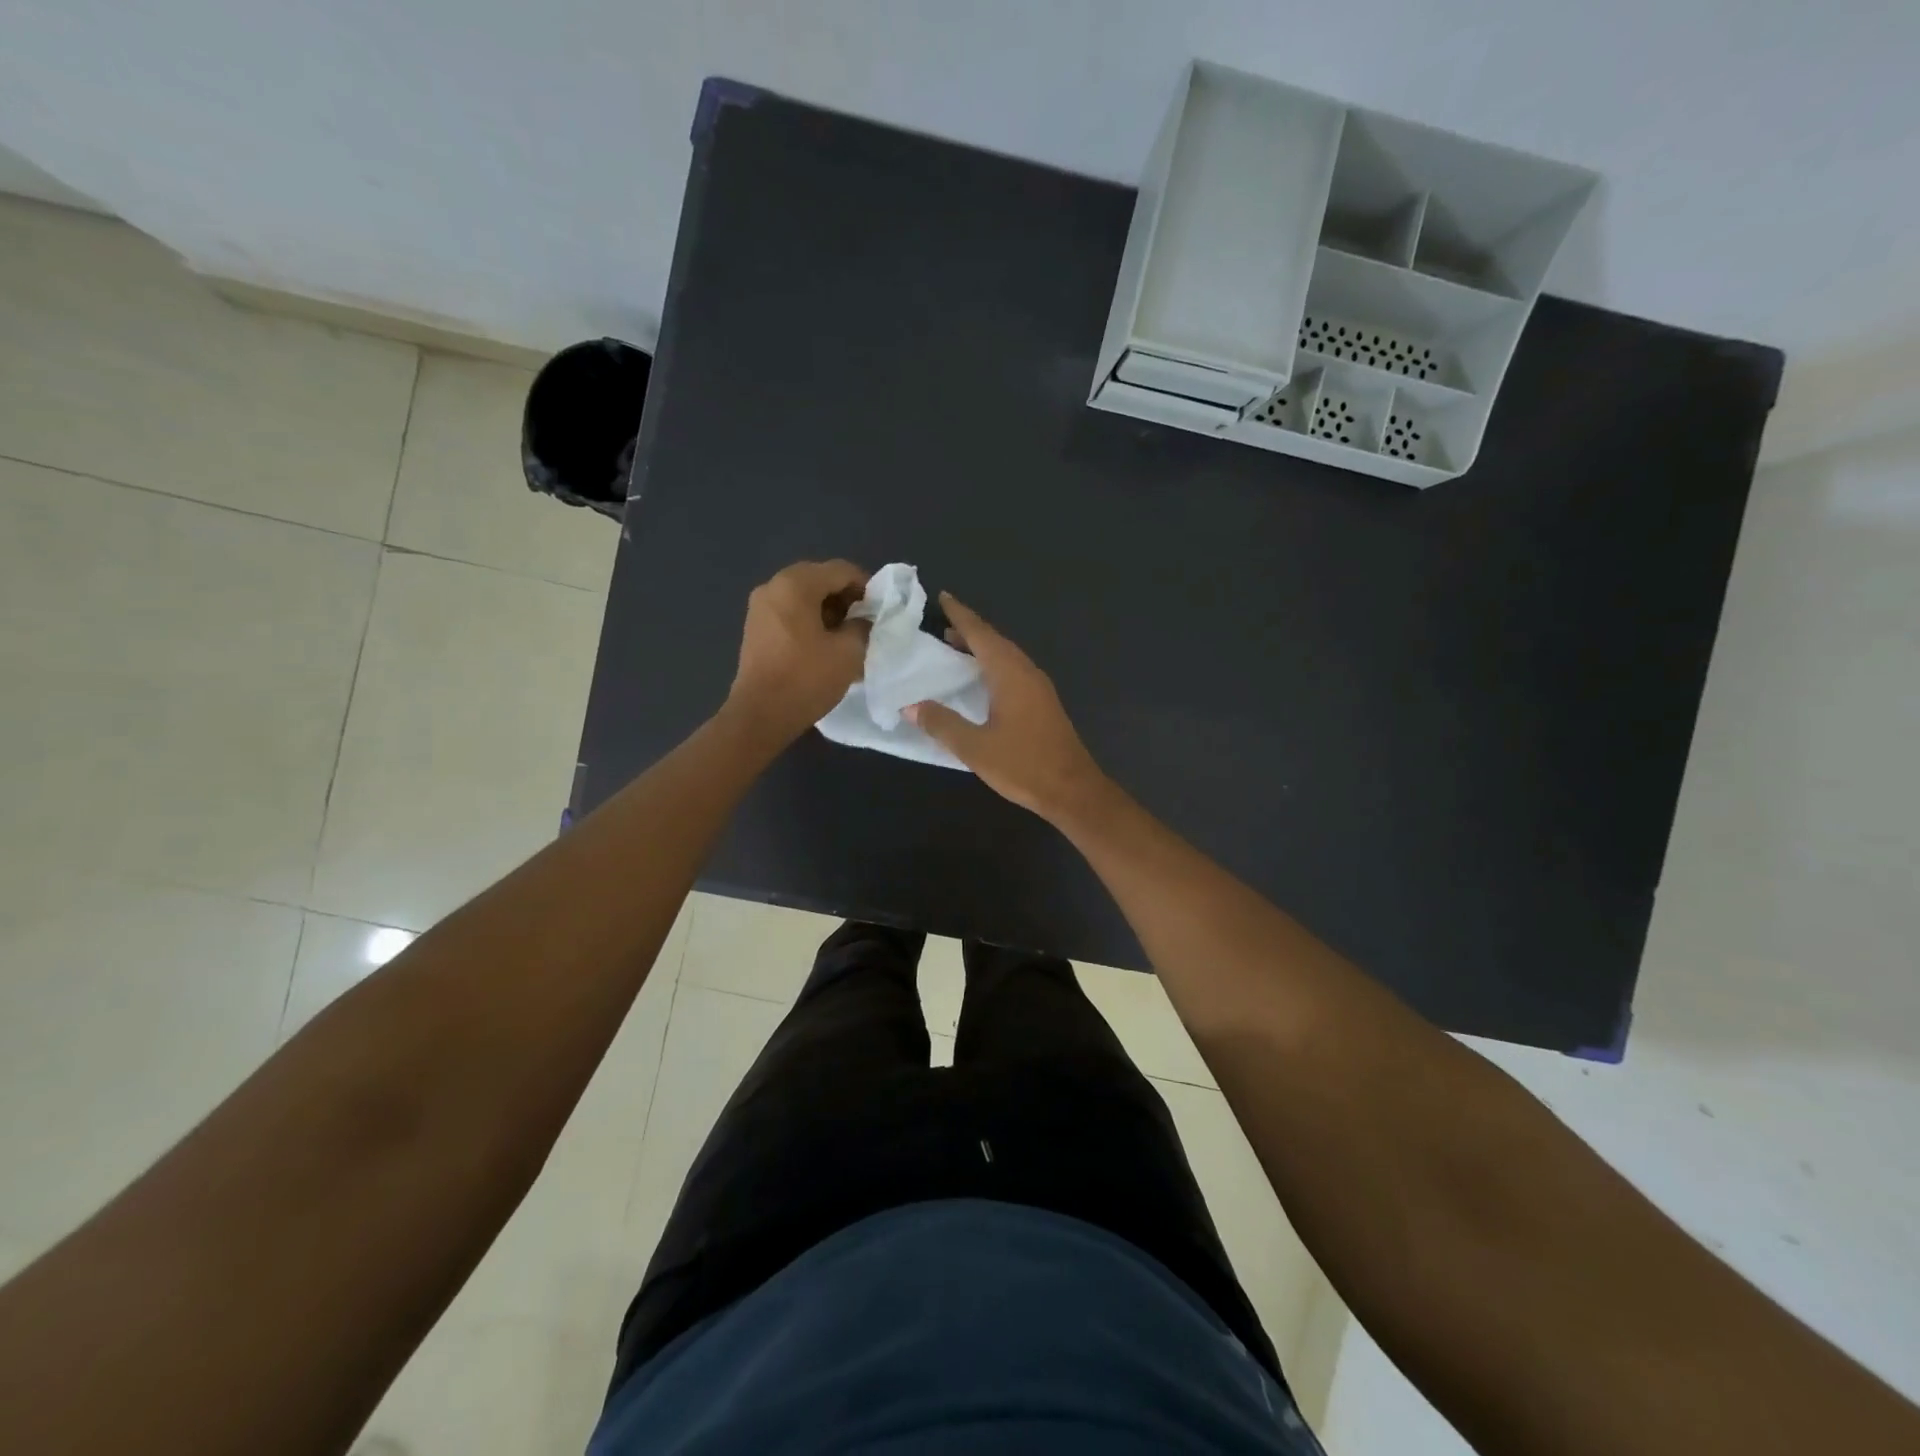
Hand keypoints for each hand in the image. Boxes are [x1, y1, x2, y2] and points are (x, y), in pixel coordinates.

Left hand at [724, 560, 869, 744]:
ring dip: (829, 610)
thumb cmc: (807, 679)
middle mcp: (773, 586)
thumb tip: (863, 620)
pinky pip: (790, 611)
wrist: (761, 715)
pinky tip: (824, 644)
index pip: (841, 570)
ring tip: (847, 636)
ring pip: (804, 596)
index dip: (867, 586)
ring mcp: (760, 606)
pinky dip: (810, 619)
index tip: (881, 610)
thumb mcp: (848, 652)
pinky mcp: (756, 627)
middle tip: (865, 622)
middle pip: (820, 579)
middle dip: (846, 597)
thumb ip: (863, 626)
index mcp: (796, 584)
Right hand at [905, 593, 1108, 820]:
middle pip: (995, 641)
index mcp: (1010, 674)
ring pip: (1006, 656)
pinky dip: (993, 665)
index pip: (981, 634)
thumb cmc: (1023, 766)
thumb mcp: (974, 747)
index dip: (961, 615)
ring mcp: (1039, 687)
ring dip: (982, 648)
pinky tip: (982, 680)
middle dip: (969, 630)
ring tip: (956, 647)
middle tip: (942, 624)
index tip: (943, 597)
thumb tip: (910, 706)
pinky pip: (1014, 671)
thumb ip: (941, 724)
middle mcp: (1026, 672)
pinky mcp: (1043, 703)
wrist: (1072, 790)